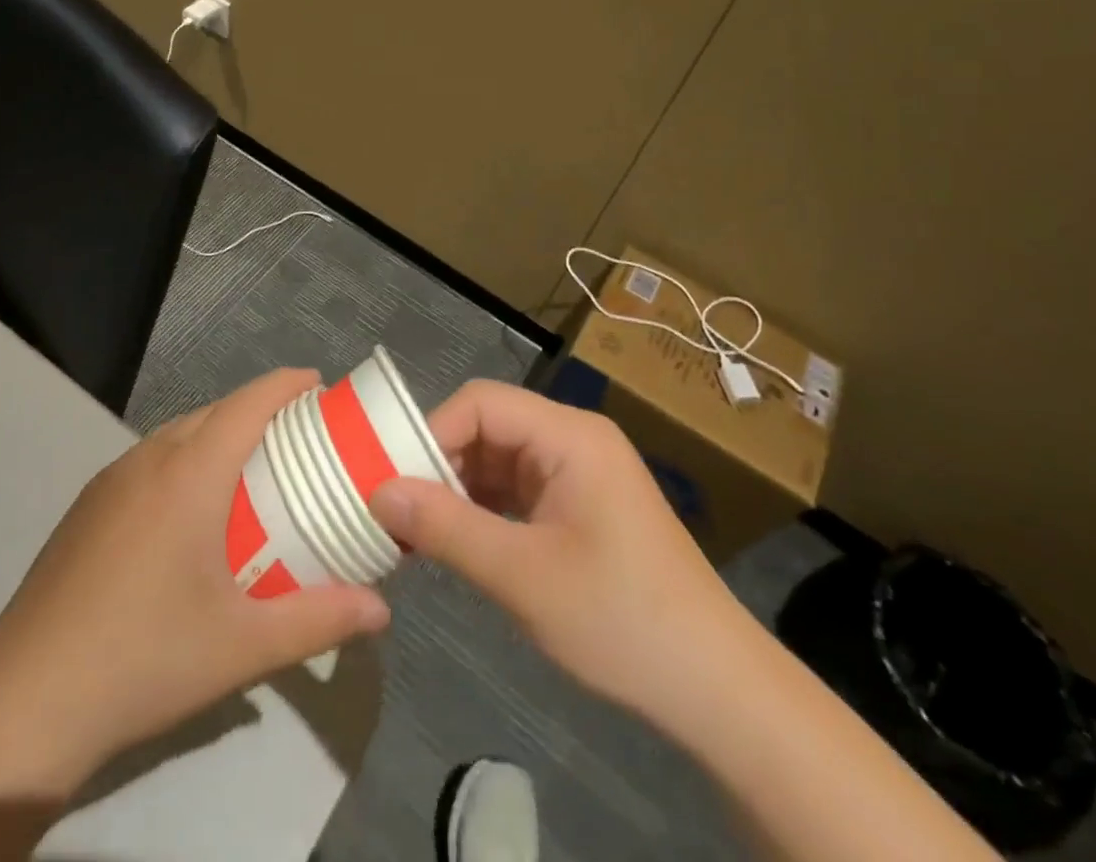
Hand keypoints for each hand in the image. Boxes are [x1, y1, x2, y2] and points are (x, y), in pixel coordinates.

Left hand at [0, 368, 391, 787]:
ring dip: (219, 435)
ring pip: (178, 433)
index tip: (321, 387)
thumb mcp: (243, 645)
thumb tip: (381, 610)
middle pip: (215, 411)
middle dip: (260, 411)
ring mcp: (111, 479)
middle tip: (300, 442)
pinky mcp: (87, 506)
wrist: (26, 699)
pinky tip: (190, 515)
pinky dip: (185, 461)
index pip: (249, 402)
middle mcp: (149, 458)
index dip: (288, 384)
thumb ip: (319, 620)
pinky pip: (150, 460)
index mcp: (190, 472)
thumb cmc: (145, 657)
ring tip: (251, 474)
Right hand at [370, 380, 748, 732]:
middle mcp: (572, 439)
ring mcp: (577, 473)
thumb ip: (446, 528)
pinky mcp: (578, 506)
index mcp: (569, 435)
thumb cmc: (621, 620)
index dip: (430, 433)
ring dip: (456, 490)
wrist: (717, 690)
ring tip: (415, 530)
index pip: (480, 403)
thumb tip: (378, 493)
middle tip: (395, 510)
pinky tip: (456, 541)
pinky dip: (482, 510)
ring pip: (497, 460)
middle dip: (438, 464)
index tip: (393, 483)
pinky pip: (515, 489)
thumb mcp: (522, 575)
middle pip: (487, 427)